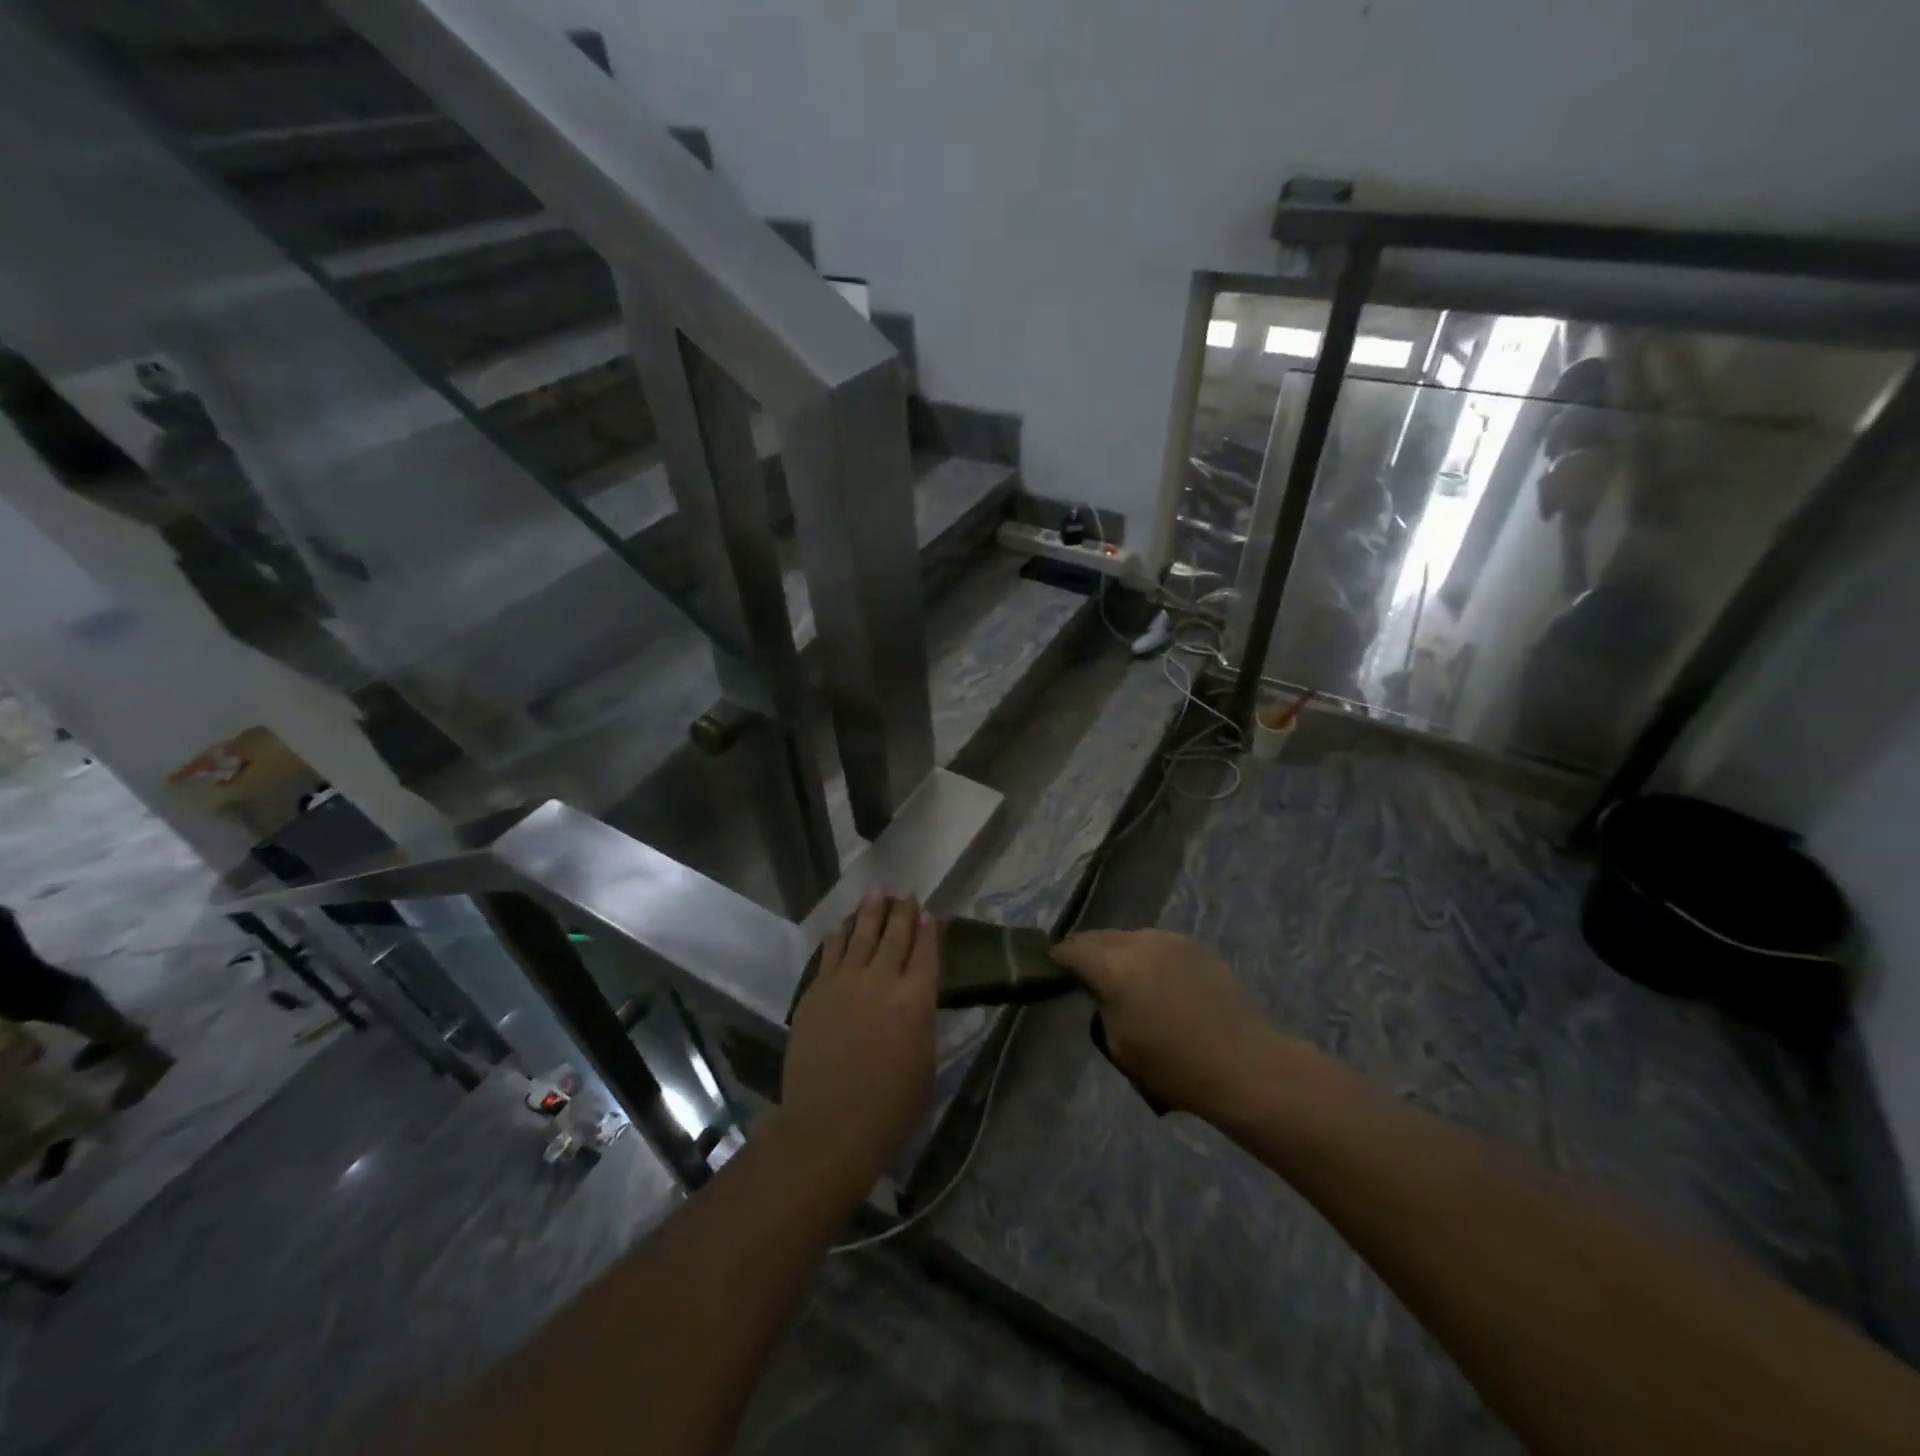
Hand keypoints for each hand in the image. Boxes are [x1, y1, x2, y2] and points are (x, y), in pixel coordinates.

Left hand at [780, 893, 938, 1191]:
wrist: (829, 1125)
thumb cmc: (889, 1108)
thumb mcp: (924, 1064)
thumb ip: (921, 1022)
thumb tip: (915, 998)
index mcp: (916, 1000)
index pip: (926, 953)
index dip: (928, 930)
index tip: (928, 912)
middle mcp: (882, 981)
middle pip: (894, 935)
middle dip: (902, 911)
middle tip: (904, 894)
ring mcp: (845, 983)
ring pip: (860, 935)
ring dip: (869, 911)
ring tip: (876, 892)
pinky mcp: (816, 992)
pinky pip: (830, 953)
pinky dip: (838, 934)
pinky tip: (841, 923)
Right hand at [1052, 928, 1277, 1117]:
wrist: (1242, 1063)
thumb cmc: (1173, 1066)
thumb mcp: (1119, 1044)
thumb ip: (1103, 1006)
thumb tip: (1102, 990)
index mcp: (1113, 968)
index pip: (1073, 950)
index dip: (1059, 957)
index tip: (1054, 967)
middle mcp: (1138, 943)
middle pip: (1100, 937)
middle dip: (1088, 950)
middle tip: (1084, 971)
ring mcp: (1170, 940)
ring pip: (1130, 937)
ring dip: (1119, 951)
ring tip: (1123, 974)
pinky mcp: (1195, 946)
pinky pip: (1158, 944)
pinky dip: (1148, 956)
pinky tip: (1157, 979)